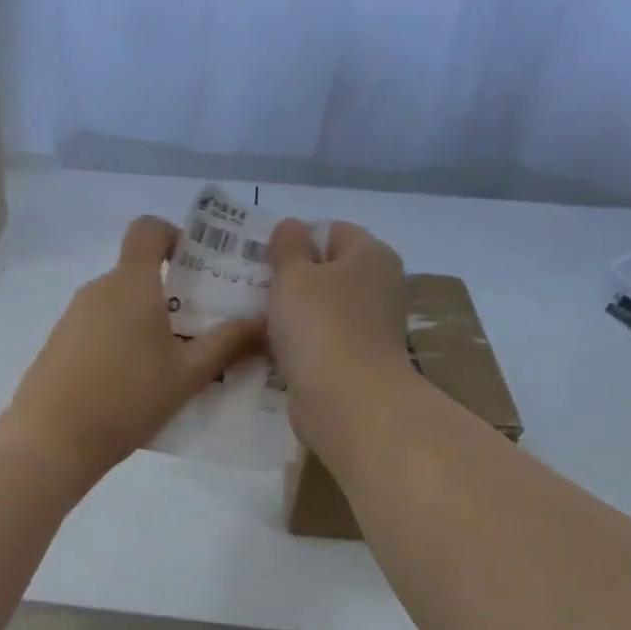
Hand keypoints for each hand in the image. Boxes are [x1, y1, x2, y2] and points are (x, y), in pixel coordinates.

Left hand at [5, 216, 262, 478]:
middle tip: (203, 329)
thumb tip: (265, 322)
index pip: (148, 229)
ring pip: (121, 304)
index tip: (197, 267)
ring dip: (148, 321)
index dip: (175, 236)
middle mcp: (98, 289)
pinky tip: (135, 383)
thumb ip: (228, 344)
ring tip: (174, 364)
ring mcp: (73, 316)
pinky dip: (122, 341)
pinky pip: (100, 328)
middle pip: (138, 272)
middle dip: (173, 292)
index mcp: (131, 283)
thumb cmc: (127, 398)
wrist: (51, 440)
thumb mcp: (188, 374)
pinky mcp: (59, 343)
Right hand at [266, 219, 411, 451]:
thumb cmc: (321, 326)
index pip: (332, 230)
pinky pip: (321, 342)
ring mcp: (370, 328)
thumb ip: (288, 245)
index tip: (263, 259)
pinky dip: (299, 344)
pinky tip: (272, 350)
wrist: (348, 403)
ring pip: (321, 309)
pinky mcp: (356, 362)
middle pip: (327, 271)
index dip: (297, 239)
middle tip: (252, 288)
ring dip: (291, 314)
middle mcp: (378, 287)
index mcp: (371, 255)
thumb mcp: (294, 274)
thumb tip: (291, 226)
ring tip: (255, 319)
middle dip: (291, 278)